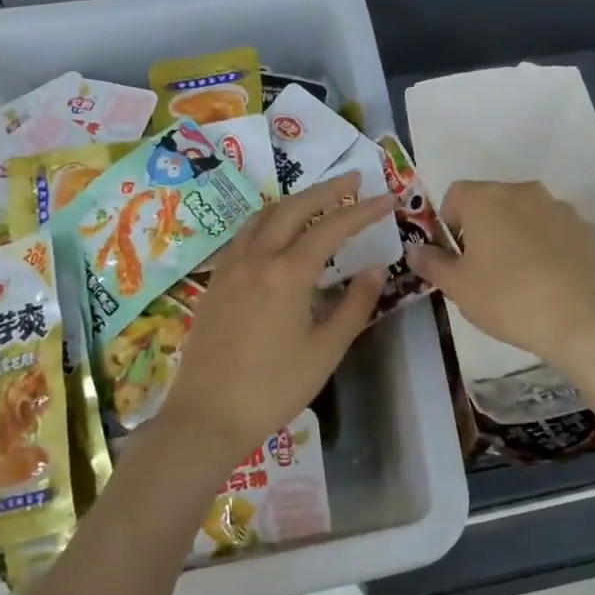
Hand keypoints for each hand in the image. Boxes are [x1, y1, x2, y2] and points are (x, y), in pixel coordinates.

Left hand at [153, 173, 396, 468]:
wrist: (207, 416)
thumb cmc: (274, 388)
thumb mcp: (326, 350)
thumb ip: (354, 304)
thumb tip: (375, 268)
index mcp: (288, 273)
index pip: (332, 227)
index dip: (363, 210)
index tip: (387, 198)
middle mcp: (257, 258)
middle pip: (294, 207)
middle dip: (327, 190)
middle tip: (353, 179)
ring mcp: (230, 267)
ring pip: (264, 215)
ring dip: (294, 201)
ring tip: (317, 199)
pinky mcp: (215, 282)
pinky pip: (244, 234)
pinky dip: (268, 220)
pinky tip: (276, 233)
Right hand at [405, 180, 594, 373]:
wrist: (580, 320)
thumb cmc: (507, 298)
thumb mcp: (457, 287)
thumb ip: (431, 263)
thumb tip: (414, 250)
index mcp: (486, 198)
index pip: (455, 194)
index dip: (448, 223)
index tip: (454, 255)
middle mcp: (523, 191)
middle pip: (492, 200)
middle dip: (482, 226)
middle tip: (482, 268)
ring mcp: (559, 207)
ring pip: (525, 213)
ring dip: (515, 233)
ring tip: (518, 275)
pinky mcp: (586, 229)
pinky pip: (555, 230)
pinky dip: (546, 245)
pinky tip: (548, 279)